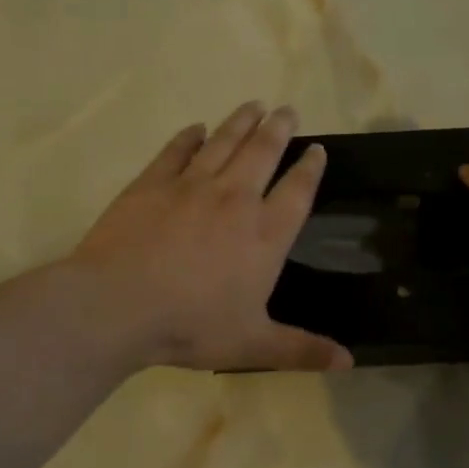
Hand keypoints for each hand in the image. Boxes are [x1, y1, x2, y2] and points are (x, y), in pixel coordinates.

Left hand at [68, 102, 350, 372]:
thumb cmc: (192, 326)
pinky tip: (197, 128)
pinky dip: (189, 137)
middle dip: (279, 129)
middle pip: (263, 153)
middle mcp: (235, 200)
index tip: (318, 149)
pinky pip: (176, 151)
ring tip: (255, 105)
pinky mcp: (152, 184)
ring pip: (224, 143)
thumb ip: (302, 349)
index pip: (297, 191)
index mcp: (265, 235)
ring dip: (241, 122)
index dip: (310, 168)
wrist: (118, 305)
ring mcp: (191, 186)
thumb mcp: (253, 345)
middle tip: (288, 109)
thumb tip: (349, 362)